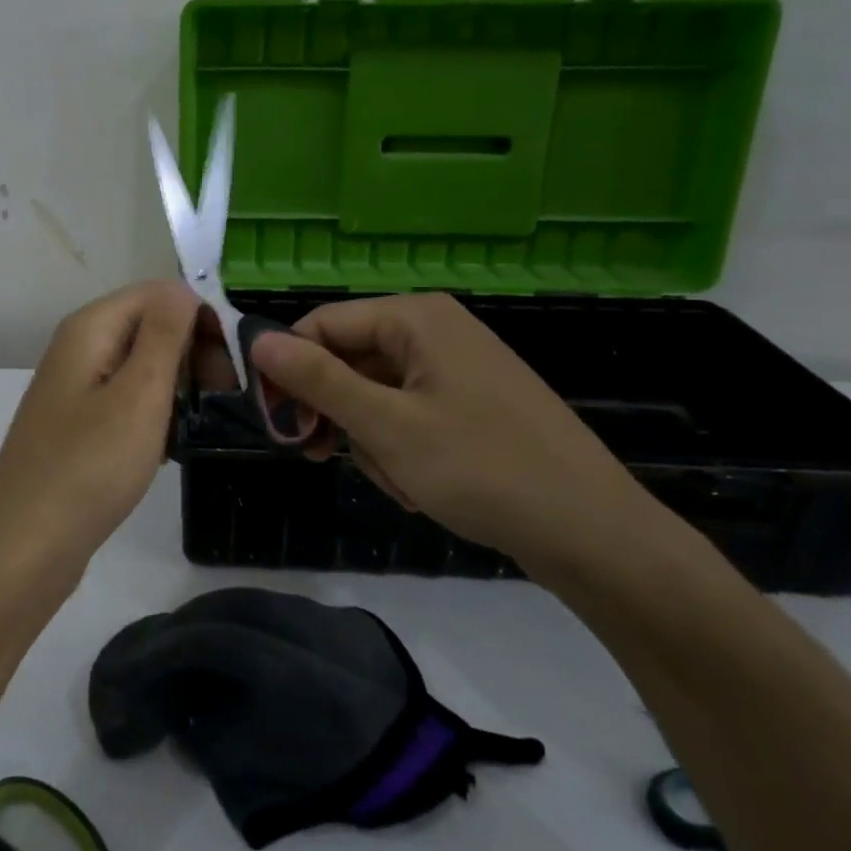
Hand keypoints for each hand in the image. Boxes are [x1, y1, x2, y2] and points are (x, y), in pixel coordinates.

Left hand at [0, 281, 199, 573]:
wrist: (27, 547)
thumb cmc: (89, 466)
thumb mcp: (139, 393)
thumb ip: (165, 333)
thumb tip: (183, 287)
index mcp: (90, 328)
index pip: (159, 293)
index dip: (199, 318)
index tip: (229, 365)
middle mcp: (79, 347)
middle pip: (149, 325)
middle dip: (191, 353)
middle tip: (222, 398)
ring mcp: (76, 387)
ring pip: (142, 366)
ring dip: (175, 387)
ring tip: (198, 424)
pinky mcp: (78, 423)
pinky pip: (127, 399)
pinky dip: (153, 414)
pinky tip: (168, 447)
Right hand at [250, 294, 664, 569]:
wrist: (592, 532)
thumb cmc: (482, 468)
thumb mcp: (386, 425)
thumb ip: (318, 380)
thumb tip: (258, 340)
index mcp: (416, 317)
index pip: (322, 325)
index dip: (290, 370)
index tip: (277, 423)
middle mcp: (435, 330)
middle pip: (349, 360)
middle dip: (339, 414)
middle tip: (327, 458)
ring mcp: (457, 368)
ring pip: (376, 395)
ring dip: (373, 441)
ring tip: (401, 481)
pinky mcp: (472, 403)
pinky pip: (409, 414)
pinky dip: (402, 449)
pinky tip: (421, 485)